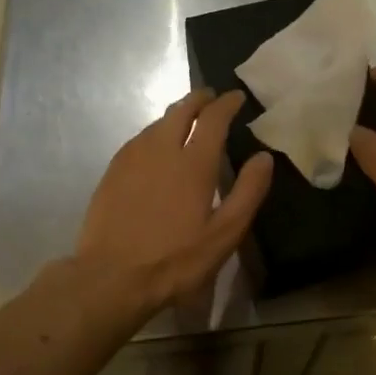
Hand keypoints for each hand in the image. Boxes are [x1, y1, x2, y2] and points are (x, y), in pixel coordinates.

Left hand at [76, 89, 273, 316]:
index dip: (227, 103)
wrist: (110, 277)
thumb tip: (264, 157)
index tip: (237, 96)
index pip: (213, 118)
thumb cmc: (175, 260)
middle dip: (200, 99)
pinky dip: (156, 131)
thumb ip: (248, 192)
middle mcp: (162, 149)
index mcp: (193, 163)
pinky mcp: (113, 171)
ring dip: (177, 113)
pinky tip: (156, 144)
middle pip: (182, 110)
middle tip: (212, 98)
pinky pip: (139, 138)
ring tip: (188, 117)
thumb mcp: (224, 234)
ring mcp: (132, 158)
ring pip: (158, 122)